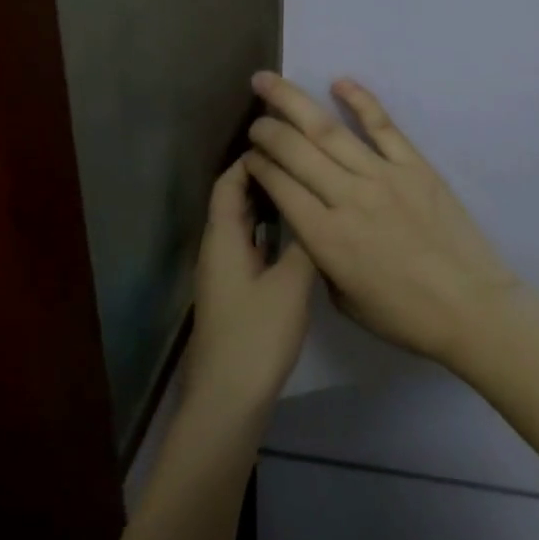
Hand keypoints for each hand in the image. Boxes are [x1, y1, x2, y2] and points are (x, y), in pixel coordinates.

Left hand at [179, 158, 316, 419]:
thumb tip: (320, 210)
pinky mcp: (236, 294)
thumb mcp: (291, 285)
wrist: (230, 396)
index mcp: (223, 240)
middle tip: (305, 163)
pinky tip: (300, 237)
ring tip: (309, 190)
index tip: (287, 143)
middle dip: (263, 178)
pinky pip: (252, 249)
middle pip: (234, 202)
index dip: (253, 159)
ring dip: (269, 206)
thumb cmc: (257, 336)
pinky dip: (271, 234)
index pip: (229, 183)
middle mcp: (217, 250)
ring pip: (244, 227)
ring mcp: (225, 274)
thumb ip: (306, 244)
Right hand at [244, 72, 523, 368]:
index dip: (258, 165)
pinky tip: (339, 82)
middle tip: (254, 119)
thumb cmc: (403, 315)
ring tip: (269, 82)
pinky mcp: (416, 167)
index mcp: (324, 238)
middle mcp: (347, 198)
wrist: (470, 307)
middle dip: (267, 130)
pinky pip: (383, 126)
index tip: (249, 156)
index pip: (279, 186)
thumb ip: (320, 257)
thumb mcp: (343, 299)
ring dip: (294, 102)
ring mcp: (383, 177)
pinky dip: (360, 100)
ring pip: (329, 131)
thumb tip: (312, 226)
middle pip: (295, 151)